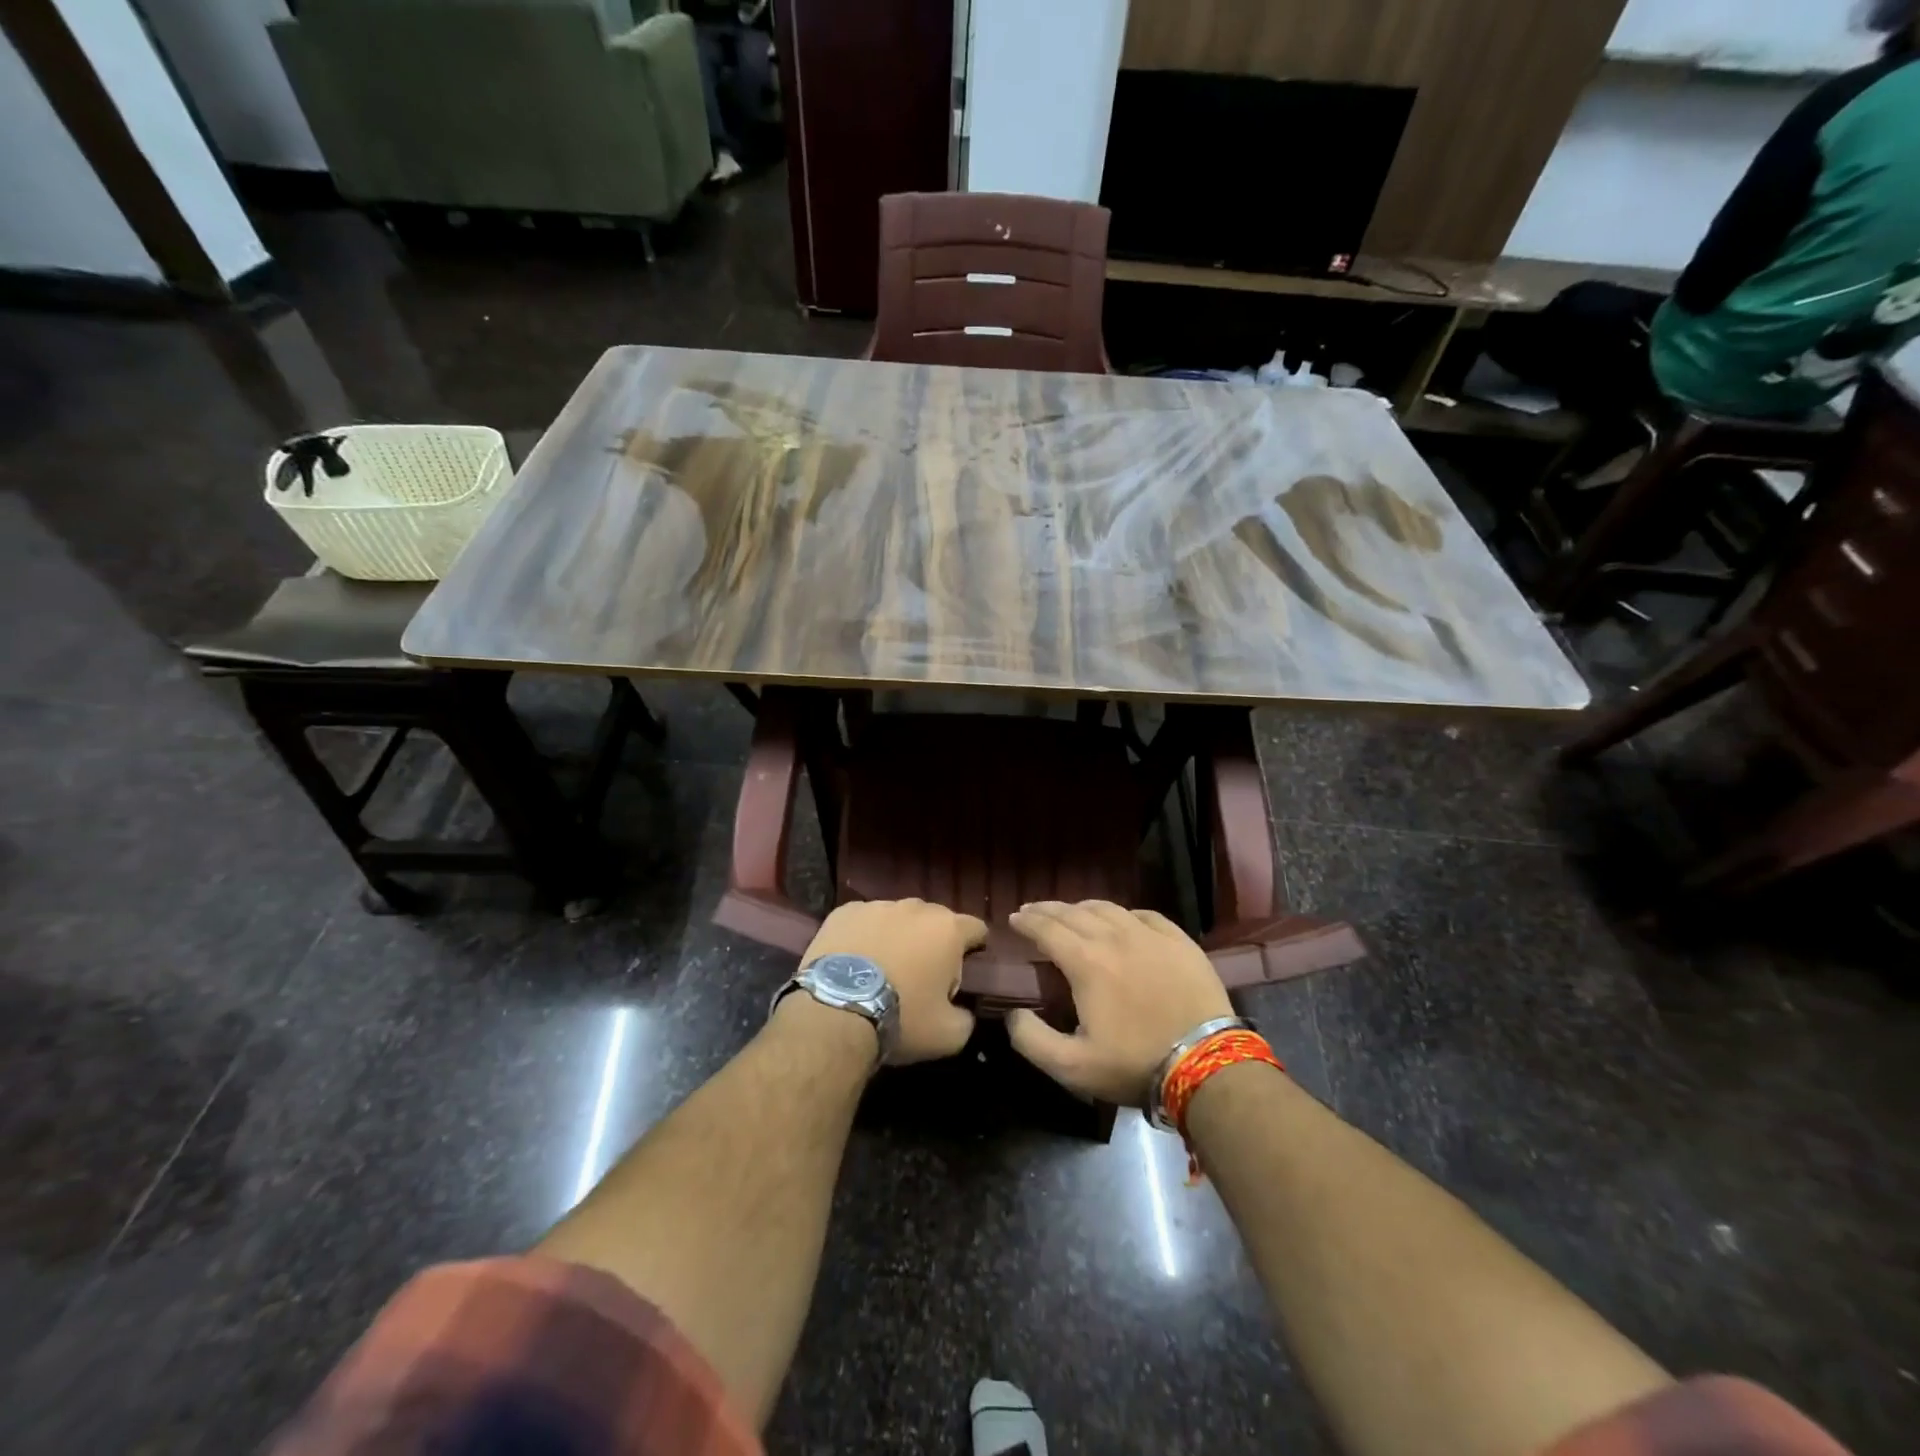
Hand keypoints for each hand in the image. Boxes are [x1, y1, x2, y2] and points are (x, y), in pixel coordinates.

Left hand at [799, 900, 986, 1064]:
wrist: (835, 1013)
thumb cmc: (901, 1019)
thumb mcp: (948, 1035)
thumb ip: (965, 1017)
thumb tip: (962, 1012)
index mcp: (948, 929)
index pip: (976, 928)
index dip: (975, 946)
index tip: (967, 966)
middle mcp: (916, 907)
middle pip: (934, 920)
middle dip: (933, 942)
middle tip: (922, 974)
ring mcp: (877, 905)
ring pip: (897, 918)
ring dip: (897, 937)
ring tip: (883, 968)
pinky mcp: (843, 912)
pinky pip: (863, 921)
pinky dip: (864, 936)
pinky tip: (854, 962)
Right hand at [1005, 901, 1232, 1104]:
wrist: (1207, 1063)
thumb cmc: (1135, 1064)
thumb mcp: (1072, 1067)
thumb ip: (1032, 1040)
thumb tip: (1013, 1014)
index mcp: (1086, 962)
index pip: (1047, 929)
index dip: (1027, 921)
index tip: (1014, 918)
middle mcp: (1114, 937)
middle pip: (1073, 912)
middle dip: (1048, 909)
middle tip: (1033, 910)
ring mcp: (1150, 936)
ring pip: (1108, 908)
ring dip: (1082, 907)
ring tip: (1072, 911)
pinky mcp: (1180, 941)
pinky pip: (1145, 914)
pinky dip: (1124, 913)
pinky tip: (1122, 919)